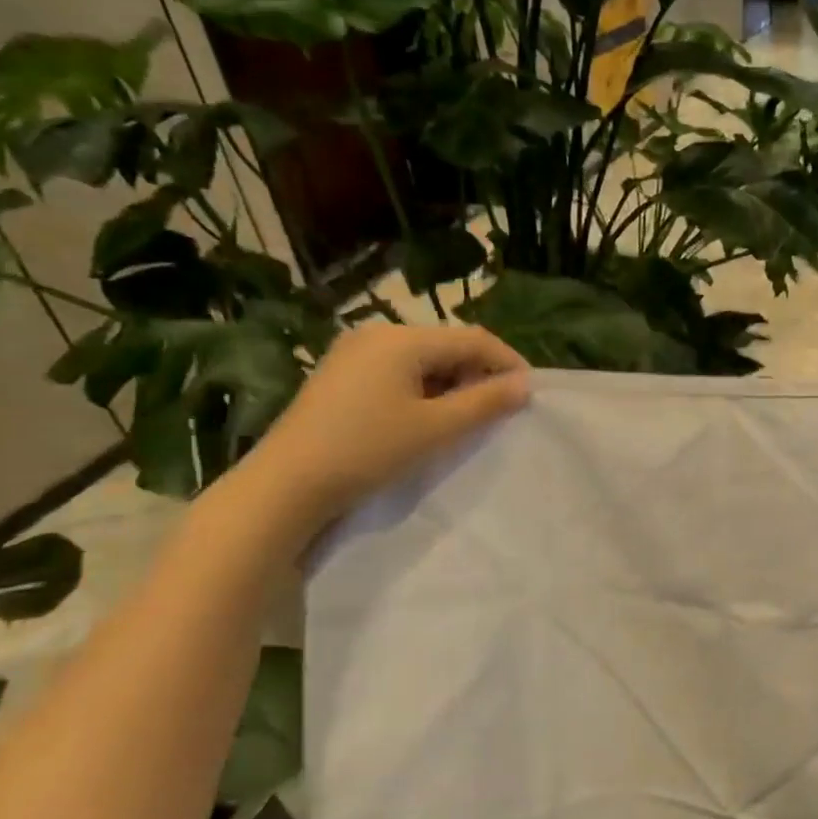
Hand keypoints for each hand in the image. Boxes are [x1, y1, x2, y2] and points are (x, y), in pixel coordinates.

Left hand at [235, 323, 529, 535]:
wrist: (287, 484)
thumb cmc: (368, 449)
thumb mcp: (437, 428)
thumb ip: (486, 402)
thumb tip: (525, 385)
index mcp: (402, 338)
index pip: (474, 339)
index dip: (508, 363)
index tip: (530, 394)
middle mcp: (378, 334)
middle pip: (448, 345)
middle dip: (480, 373)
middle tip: (501, 409)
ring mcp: (355, 353)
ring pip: (424, 359)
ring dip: (454, 382)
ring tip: (469, 417)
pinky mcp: (342, 375)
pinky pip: (399, 370)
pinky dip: (425, 388)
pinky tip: (429, 416)